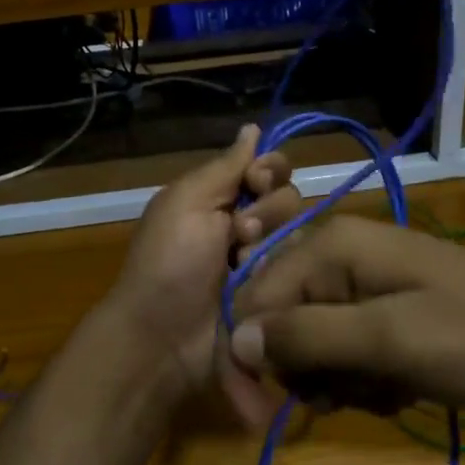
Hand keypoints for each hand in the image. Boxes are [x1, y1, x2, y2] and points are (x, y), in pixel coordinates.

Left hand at [104, 125, 301, 405]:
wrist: (162, 337)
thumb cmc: (169, 262)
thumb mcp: (187, 201)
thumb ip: (225, 166)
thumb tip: (252, 127)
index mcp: (220, 197)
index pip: (268, 168)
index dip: (269, 169)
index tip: (255, 181)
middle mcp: (246, 224)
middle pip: (289, 197)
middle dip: (268, 211)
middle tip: (238, 233)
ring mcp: (264, 262)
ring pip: (300, 233)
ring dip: (271, 244)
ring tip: (242, 265)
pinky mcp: (277, 294)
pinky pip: (302, 270)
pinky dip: (282, 272)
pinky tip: (260, 286)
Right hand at [228, 215, 464, 413]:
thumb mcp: (387, 341)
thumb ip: (306, 337)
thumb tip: (234, 338)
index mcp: (330, 247)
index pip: (252, 301)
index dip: (251, 359)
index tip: (266, 417)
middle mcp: (340, 255)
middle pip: (281, 324)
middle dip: (311, 371)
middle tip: (355, 391)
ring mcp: (367, 282)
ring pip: (315, 345)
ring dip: (344, 380)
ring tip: (390, 387)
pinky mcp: (389, 309)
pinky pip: (349, 350)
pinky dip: (368, 377)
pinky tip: (404, 386)